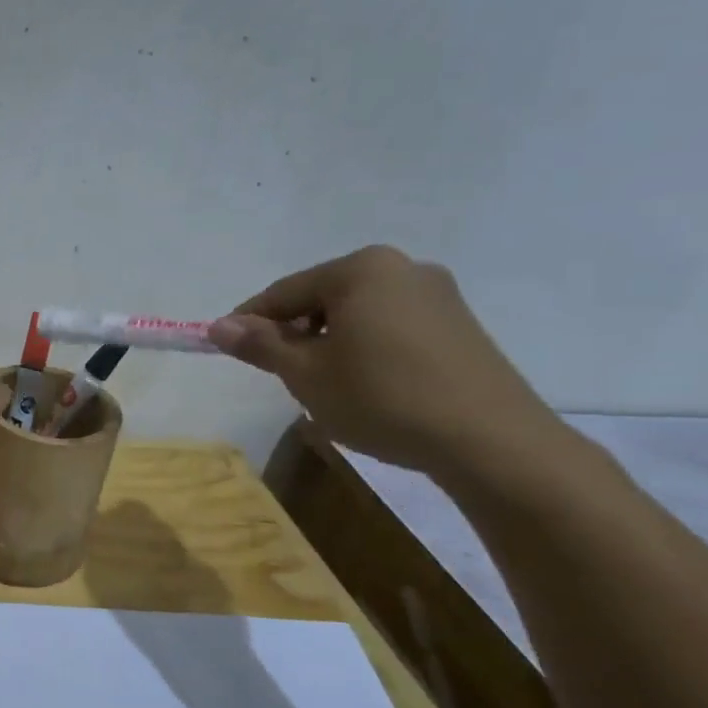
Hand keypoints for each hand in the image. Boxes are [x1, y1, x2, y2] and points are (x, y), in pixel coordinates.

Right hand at [207, 245, 565, 476]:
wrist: (488, 439)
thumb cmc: (381, 398)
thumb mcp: (306, 374)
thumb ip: (259, 344)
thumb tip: (218, 326)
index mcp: (360, 269)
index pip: (284, 292)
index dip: (250, 322)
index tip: (226, 350)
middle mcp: (400, 267)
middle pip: (322, 298)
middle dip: (293, 332)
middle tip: (279, 374)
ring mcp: (436, 294)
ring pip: (356, 313)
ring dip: (328, 342)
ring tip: (323, 384)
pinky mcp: (458, 324)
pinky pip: (389, 326)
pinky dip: (364, 347)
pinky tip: (365, 384)